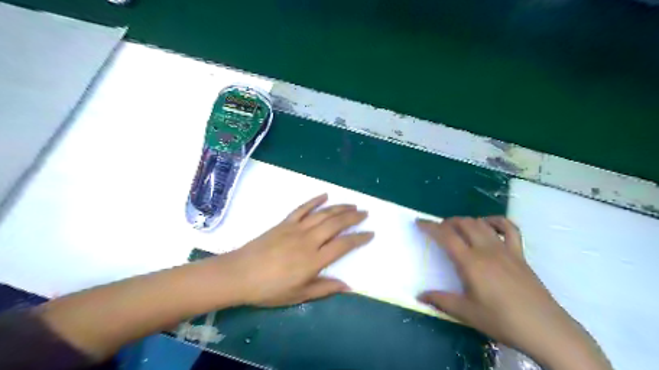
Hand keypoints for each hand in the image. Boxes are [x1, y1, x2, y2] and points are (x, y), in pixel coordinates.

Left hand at [217, 193, 369, 305]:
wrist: (239, 274)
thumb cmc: (269, 289)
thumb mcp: (299, 295)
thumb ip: (324, 288)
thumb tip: (348, 286)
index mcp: (314, 260)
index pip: (343, 245)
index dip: (359, 238)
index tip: (370, 233)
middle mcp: (308, 240)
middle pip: (336, 224)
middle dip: (353, 218)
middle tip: (365, 213)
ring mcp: (296, 228)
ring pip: (323, 214)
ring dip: (339, 208)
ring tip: (352, 205)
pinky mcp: (284, 222)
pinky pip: (302, 208)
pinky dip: (314, 200)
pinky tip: (325, 195)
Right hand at [419, 216, 609, 369]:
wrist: (545, 329)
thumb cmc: (502, 321)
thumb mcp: (467, 313)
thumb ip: (441, 300)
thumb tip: (419, 296)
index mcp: (471, 262)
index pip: (446, 236)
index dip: (430, 227)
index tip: (419, 223)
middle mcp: (486, 249)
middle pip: (463, 224)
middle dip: (447, 222)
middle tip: (438, 230)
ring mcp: (505, 249)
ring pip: (481, 223)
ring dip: (466, 221)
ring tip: (457, 228)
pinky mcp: (519, 254)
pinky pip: (509, 229)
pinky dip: (496, 221)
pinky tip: (489, 225)